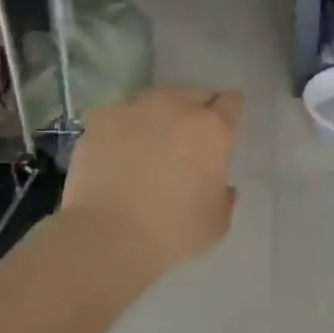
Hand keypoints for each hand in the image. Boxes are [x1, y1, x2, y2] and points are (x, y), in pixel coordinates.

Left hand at [55, 87, 244, 280]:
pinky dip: (123, 129)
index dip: (230, 113)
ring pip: (156, 100)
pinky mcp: (101, 119)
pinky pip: (120, 116)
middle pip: (194, 94)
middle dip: (194, 113)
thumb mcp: (217, 221)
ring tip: (148, 144)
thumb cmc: (173, 231)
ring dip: (159, 116)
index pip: (232, 101)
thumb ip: (224, 195)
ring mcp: (136, 108)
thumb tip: (220, 186)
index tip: (224, 129)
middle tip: (187, 142)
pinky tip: (117, 153)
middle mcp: (177, 107)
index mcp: (213, 129)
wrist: (107, 237)